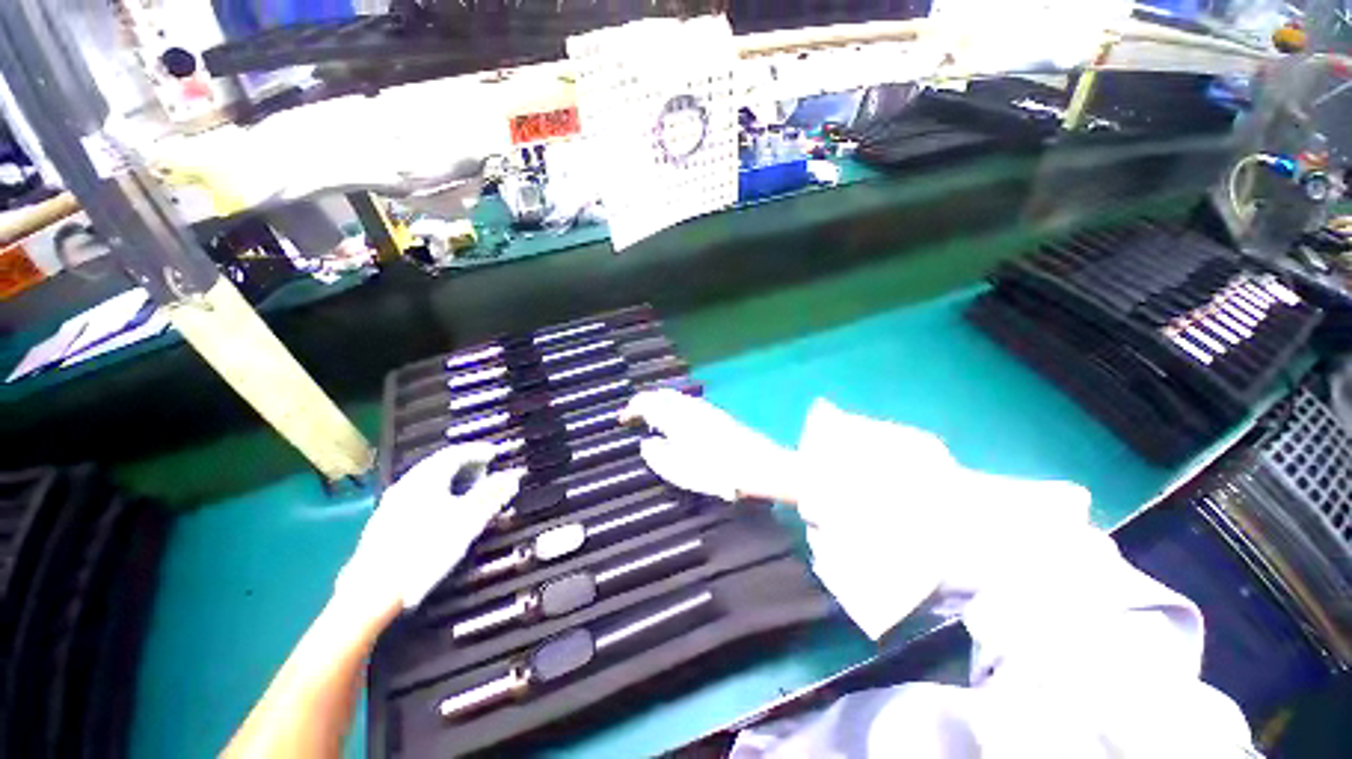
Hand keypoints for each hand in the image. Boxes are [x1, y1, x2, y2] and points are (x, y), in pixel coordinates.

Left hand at [336, 444, 523, 614]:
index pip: (456, 452)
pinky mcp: (384, 520)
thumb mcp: (467, 521)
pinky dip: (436, 491)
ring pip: (426, 479)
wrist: (373, 590)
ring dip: (450, 478)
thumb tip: (513, 476)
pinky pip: (416, 493)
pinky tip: (442, 509)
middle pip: (439, 463)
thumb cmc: (425, 550)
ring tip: (467, 489)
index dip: (479, 451)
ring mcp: (392, 502)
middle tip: (485, 471)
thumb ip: (491, 495)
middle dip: (465, 463)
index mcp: (427, 478)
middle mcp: (407, 483)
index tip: (495, 454)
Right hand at [620, 389, 796, 501]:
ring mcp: (704, 408)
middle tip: (634, 413)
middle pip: (661, 395)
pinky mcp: (716, 414)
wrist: (757, 465)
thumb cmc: (714, 470)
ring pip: (675, 397)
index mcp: (675, 417)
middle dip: (645, 401)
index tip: (621, 418)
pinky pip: (687, 403)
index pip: (646, 403)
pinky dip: (674, 406)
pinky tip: (677, 418)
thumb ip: (657, 454)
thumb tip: (647, 442)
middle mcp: (688, 407)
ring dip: (660, 402)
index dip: (631, 409)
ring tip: (652, 416)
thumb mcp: (678, 469)